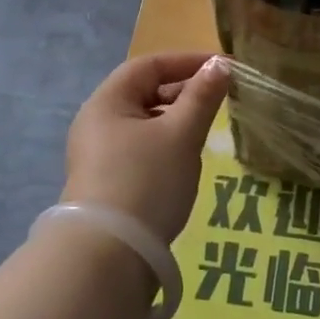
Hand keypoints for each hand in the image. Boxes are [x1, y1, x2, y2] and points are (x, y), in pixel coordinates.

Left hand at [64, 53, 230, 243]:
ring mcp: (96, 154)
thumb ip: (202, 97)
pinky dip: (163, 144)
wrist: (108, 257)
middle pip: (143, 92)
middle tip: (218, 99)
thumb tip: (219, 65)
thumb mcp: (181, 135)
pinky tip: (183, 161)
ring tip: (204, 130)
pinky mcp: (104, 182)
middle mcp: (95, 122)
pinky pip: (138, 148)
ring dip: (174, 119)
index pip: (149, 65)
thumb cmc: (147, 181)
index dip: (187, 61)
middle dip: (182, 91)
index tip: (223, 67)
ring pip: (142, 122)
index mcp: (107, 101)